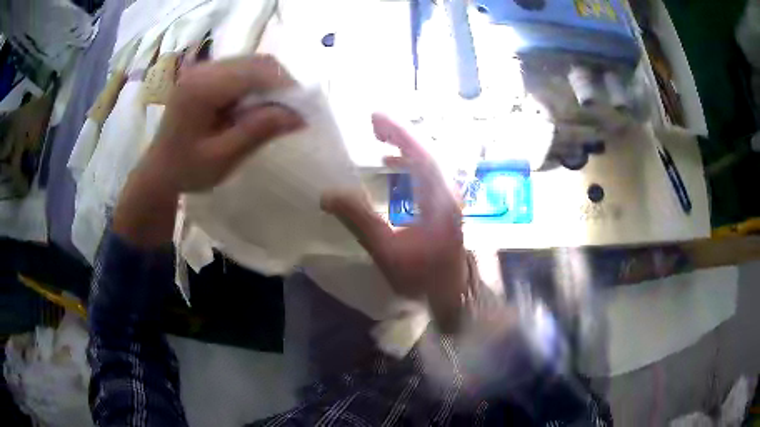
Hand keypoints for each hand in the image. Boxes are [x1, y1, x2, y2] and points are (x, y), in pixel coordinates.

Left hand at [115, 55, 302, 247]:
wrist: (159, 169)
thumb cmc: (186, 169)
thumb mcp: (222, 157)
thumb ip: (257, 131)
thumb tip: (299, 116)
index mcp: (201, 88)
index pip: (255, 72)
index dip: (285, 87)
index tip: (301, 112)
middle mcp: (203, 70)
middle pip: (256, 62)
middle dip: (281, 84)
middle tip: (292, 112)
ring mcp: (204, 69)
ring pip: (252, 63)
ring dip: (270, 84)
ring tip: (276, 110)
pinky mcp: (206, 74)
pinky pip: (242, 70)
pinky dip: (257, 84)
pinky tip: (256, 105)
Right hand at [321, 114, 469, 331]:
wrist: (452, 297)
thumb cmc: (423, 278)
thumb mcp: (387, 251)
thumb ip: (359, 220)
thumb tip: (328, 194)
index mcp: (439, 199)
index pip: (419, 154)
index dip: (398, 132)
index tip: (375, 117)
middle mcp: (449, 192)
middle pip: (426, 152)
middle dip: (400, 135)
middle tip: (373, 124)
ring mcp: (450, 199)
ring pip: (428, 163)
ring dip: (405, 148)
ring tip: (380, 140)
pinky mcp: (446, 207)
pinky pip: (427, 175)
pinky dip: (409, 165)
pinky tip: (392, 168)